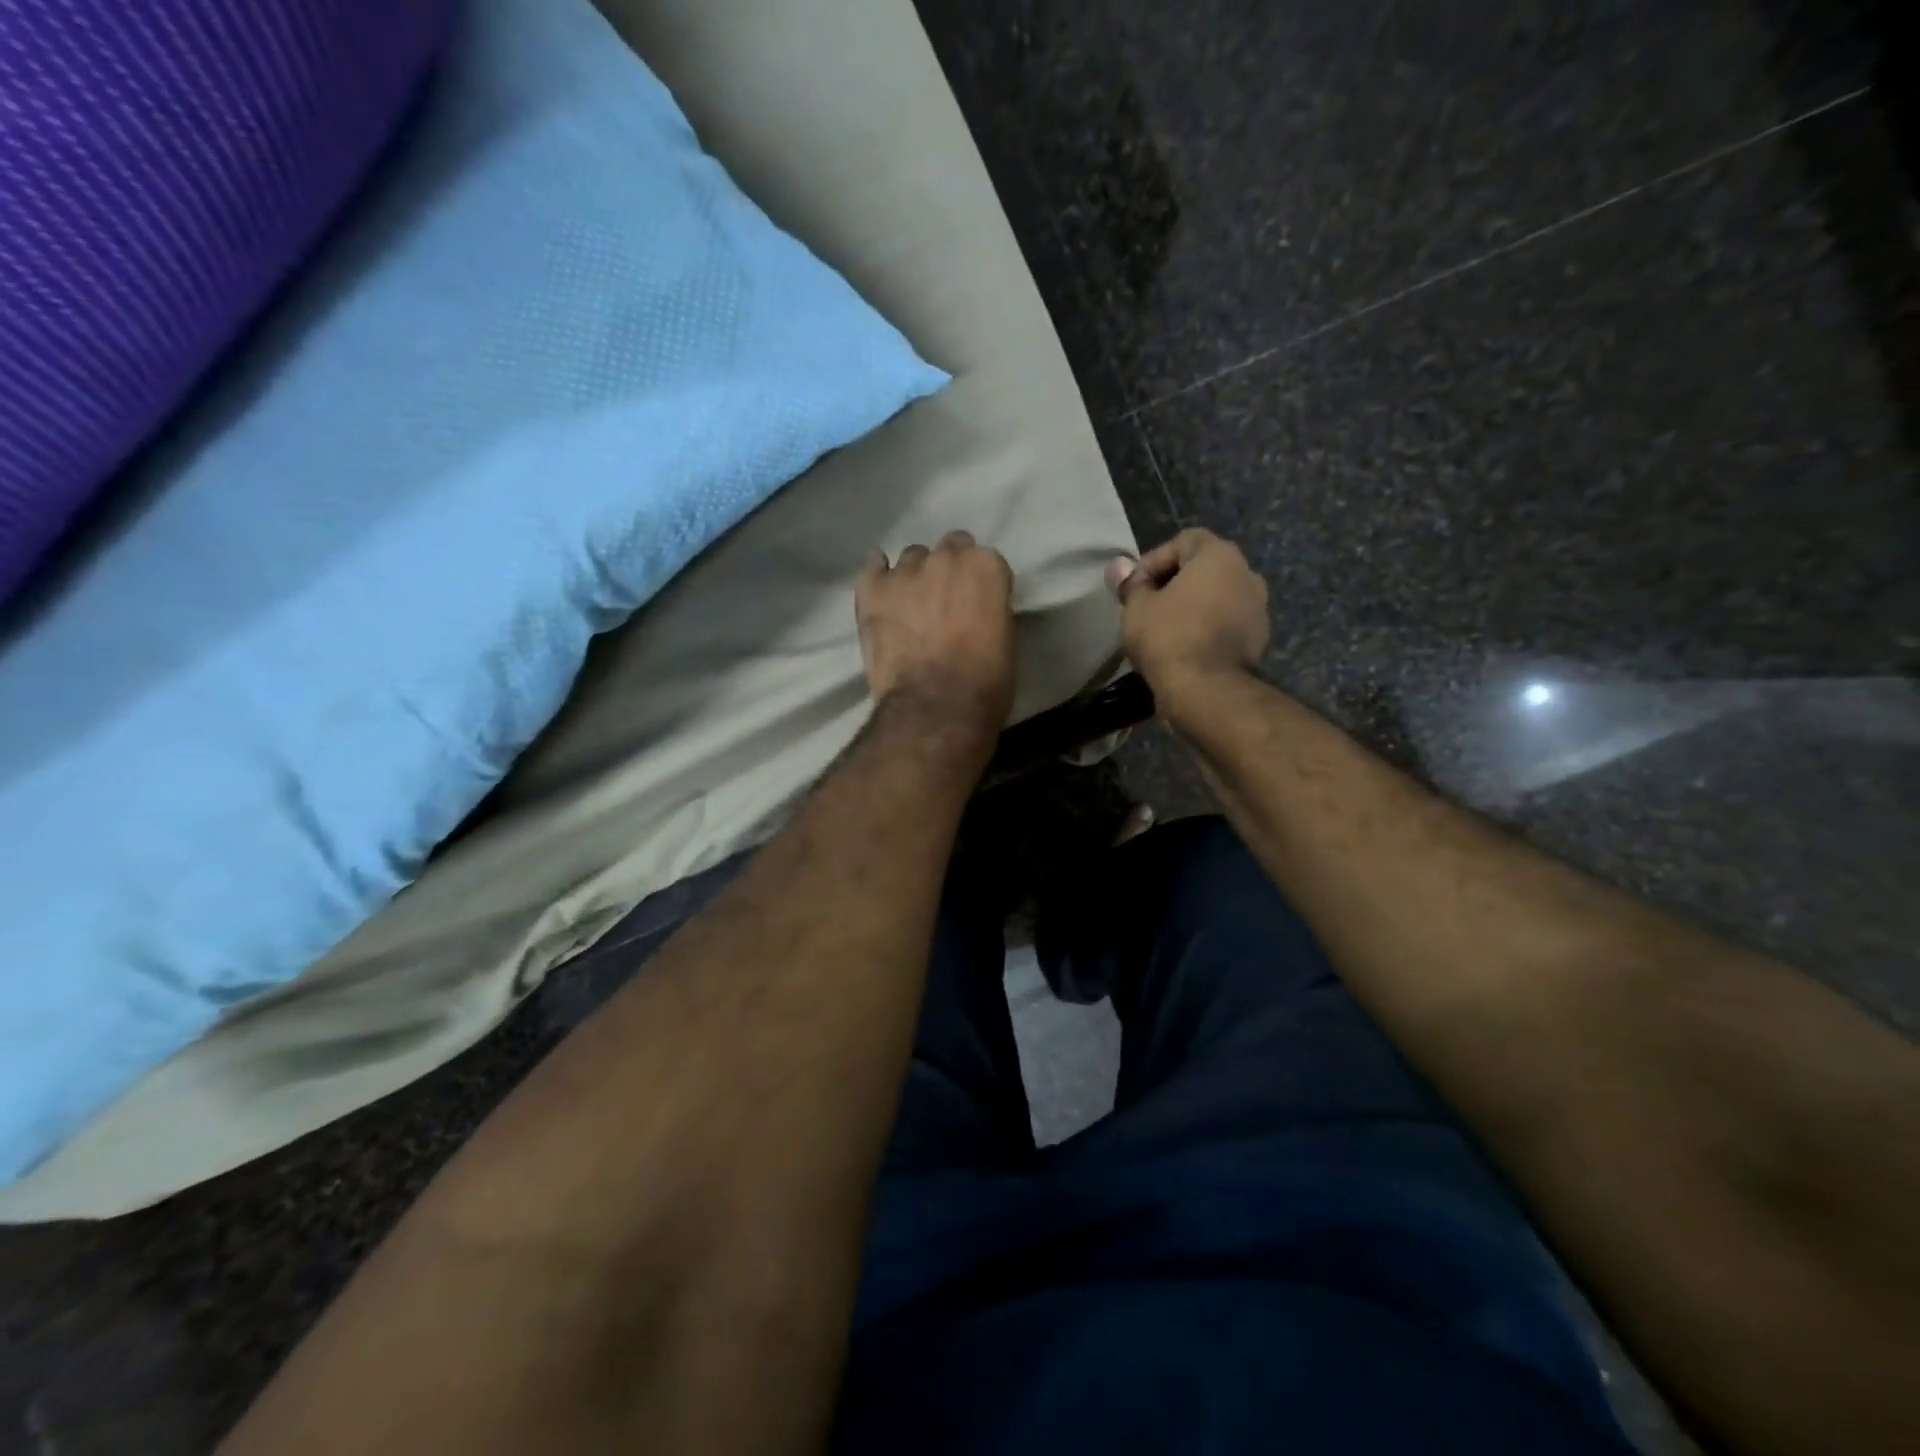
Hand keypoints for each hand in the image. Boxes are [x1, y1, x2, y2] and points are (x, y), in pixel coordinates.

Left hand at [857, 531, 1015, 736]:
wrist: (935, 708)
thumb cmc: (984, 683)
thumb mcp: (1006, 640)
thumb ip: (992, 609)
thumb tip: (978, 609)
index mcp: (985, 566)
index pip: (987, 561)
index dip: (983, 585)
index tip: (980, 605)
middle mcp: (946, 557)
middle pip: (950, 550)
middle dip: (951, 572)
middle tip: (948, 603)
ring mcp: (905, 571)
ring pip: (912, 559)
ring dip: (917, 576)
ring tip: (913, 606)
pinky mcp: (872, 590)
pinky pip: (872, 567)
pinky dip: (879, 574)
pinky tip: (882, 588)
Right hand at [1107, 528, 1268, 720]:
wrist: (1207, 690)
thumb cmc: (1169, 637)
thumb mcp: (1136, 608)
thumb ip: (1131, 583)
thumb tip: (1119, 566)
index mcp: (1220, 556)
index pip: (1183, 541)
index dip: (1153, 560)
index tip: (1134, 587)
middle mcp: (1247, 574)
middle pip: (1203, 568)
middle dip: (1173, 583)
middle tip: (1146, 606)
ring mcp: (1258, 608)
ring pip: (1216, 597)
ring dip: (1192, 607)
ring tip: (1164, 629)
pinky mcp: (1258, 639)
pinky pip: (1225, 623)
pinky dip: (1206, 628)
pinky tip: (1183, 648)